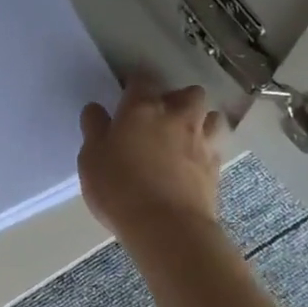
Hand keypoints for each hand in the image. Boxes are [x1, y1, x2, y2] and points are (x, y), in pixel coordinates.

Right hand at [77, 75, 223, 243]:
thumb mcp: (91, 158)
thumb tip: (96, 109)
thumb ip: (94, 129)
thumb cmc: (119, 188)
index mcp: (142, 108)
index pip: (141, 80)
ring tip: (184, 136)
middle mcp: (177, 116)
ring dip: (200, 120)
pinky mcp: (216, 167)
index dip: (134, 84)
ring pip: (211, 116)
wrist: (167, 227)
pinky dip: (206, 148)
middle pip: (188, 93)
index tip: (126, 96)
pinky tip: (193, 162)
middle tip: (161, 116)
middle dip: (177, 99)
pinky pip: (215, 146)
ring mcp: (201, 141)